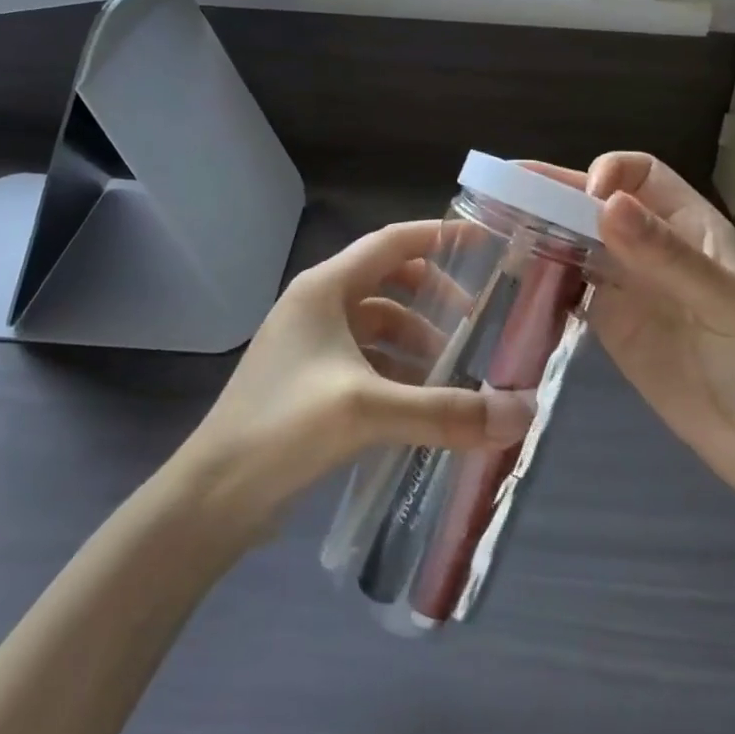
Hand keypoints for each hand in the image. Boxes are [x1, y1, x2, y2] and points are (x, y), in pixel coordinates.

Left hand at [185, 221, 535, 517]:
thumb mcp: (368, 411)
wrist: (212, 496)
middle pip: (388, 281)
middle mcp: (317, 305)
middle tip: (476, 322)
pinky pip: (365, 359)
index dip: (439, 237)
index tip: (485, 242)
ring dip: (416, 341)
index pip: (391, 242)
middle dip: (433, 298)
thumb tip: (522, 414)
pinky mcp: (308, 380)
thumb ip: (447, 411)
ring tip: (454, 374)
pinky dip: (396, 371)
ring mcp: (309, 343)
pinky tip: (420, 404)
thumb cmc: (284, 427)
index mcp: (324, 288)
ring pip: (377, 325)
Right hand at [531, 153, 734, 502]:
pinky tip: (514, 275)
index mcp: (689, 226)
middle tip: (499, 189)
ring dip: (541, 231)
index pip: (641, 174)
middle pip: (597, 204)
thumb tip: (606, 203)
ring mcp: (628, 286)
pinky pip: (569, 287)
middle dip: (553, 193)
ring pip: (577, 241)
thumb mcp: (724, 303)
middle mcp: (652, 246)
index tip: (583, 198)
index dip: (609, 173)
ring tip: (493, 227)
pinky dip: (542, 277)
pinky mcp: (610, 323)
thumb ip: (666, 254)